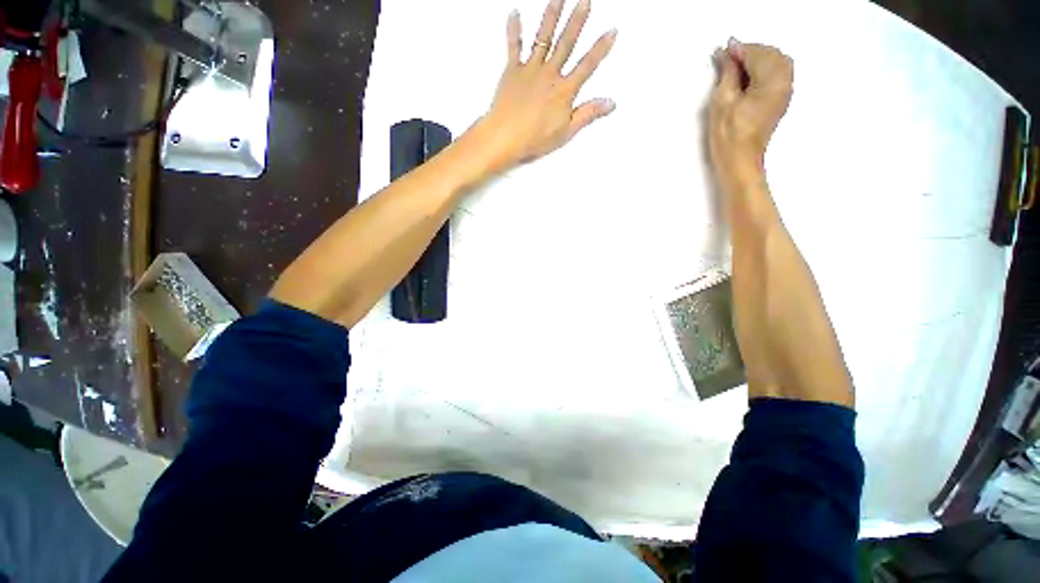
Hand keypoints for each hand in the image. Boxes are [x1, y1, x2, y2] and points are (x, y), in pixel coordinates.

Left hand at [474, 0, 617, 170]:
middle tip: (585, 0)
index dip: (600, 49)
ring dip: (551, 15)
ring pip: (543, 37)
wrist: (505, 137)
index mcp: (564, 91)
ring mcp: (530, 70)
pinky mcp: (512, 71)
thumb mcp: (566, 132)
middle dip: (577, 20)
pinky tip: (514, 13)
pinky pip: (513, 46)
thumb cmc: (534, 139)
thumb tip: (610, 103)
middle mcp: (549, 75)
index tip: (612, 31)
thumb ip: (588, 114)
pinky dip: (514, 29)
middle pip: (566, 43)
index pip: (587, 66)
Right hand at [708, 40, 793, 181]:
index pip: (756, 54)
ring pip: (777, 62)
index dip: (738, 50)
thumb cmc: (729, 135)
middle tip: (728, 59)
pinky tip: (748, 77)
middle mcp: (784, 82)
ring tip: (736, 68)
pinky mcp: (780, 100)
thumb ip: (728, 73)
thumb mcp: (722, 101)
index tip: (722, 50)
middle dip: (750, 52)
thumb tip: (728, 54)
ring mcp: (785, 91)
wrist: (740, 160)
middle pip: (771, 54)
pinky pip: (777, 74)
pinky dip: (763, 69)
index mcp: (771, 81)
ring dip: (758, 59)